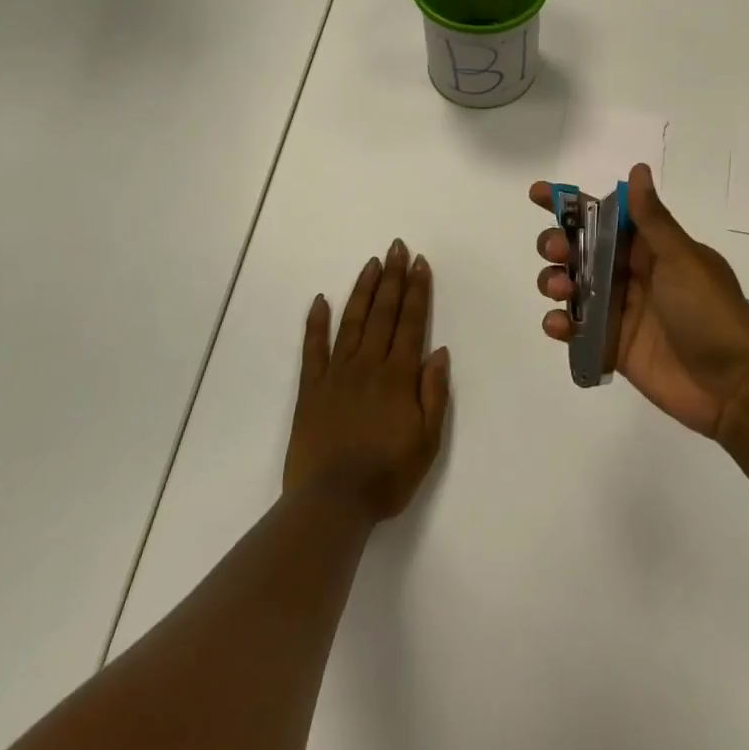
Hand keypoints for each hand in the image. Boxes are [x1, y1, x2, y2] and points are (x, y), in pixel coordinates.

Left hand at [284, 240, 450, 520]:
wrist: (332, 503)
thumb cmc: (387, 475)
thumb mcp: (427, 440)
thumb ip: (434, 393)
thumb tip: (438, 351)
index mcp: (399, 376)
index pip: (411, 323)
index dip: (417, 291)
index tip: (419, 263)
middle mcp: (368, 365)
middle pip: (383, 313)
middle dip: (392, 278)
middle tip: (396, 247)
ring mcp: (336, 375)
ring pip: (352, 322)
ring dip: (363, 290)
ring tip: (371, 263)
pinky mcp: (310, 390)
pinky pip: (313, 349)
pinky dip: (316, 323)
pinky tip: (320, 300)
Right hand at [531, 164, 748, 438]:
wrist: (730, 386)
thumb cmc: (709, 313)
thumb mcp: (682, 259)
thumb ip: (652, 220)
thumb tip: (638, 169)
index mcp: (652, 248)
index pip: (606, 216)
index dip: (572, 204)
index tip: (538, 194)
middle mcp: (632, 273)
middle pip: (581, 249)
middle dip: (558, 243)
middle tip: (556, 250)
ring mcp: (620, 310)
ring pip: (572, 285)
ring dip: (554, 280)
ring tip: (561, 289)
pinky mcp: (611, 345)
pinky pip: (577, 328)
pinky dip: (560, 323)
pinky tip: (560, 325)